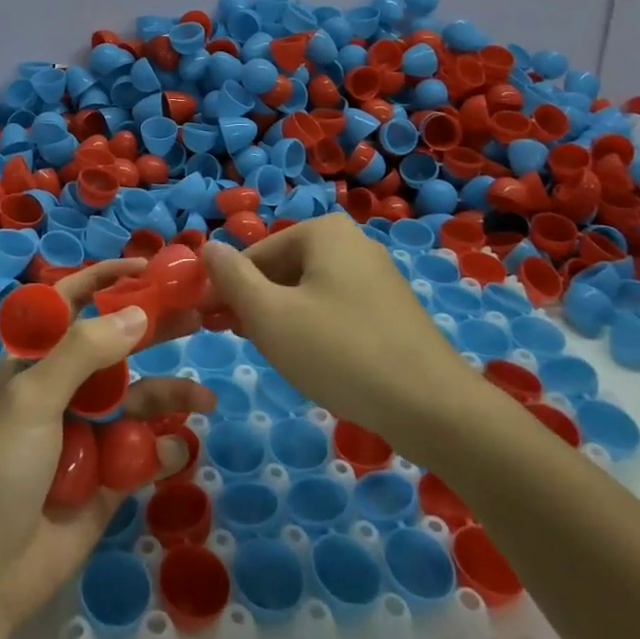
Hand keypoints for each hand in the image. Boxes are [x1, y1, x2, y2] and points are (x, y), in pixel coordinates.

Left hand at [0, 259, 214, 629]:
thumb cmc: (0, 468)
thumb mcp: (35, 397)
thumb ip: (85, 351)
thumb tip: (139, 313)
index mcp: (37, 360)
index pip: (72, 302)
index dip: (106, 280)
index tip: (148, 267)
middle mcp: (65, 387)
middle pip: (118, 346)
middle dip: (155, 330)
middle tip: (201, 315)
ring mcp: (89, 432)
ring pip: (139, 399)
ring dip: (171, 394)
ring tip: (203, 399)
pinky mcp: (108, 477)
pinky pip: (144, 452)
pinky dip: (163, 449)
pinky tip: (177, 450)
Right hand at [201, 214, 478, 444]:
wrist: (433, 407)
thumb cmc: (339, 352)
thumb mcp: (269, 316)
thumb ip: (231, 278)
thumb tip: (206, 246)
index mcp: (323, 231)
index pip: (254, 255)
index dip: (227, 290)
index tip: (210, 326)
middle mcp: (352, 241)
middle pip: (282, 270)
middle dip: (257, 304)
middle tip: (244, 344)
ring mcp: (377, 275)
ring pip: (308, 292)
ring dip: (283, 319)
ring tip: (278, 357)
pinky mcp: (391, 308)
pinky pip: (336, 308)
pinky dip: (315, 329)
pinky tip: (316, 362)